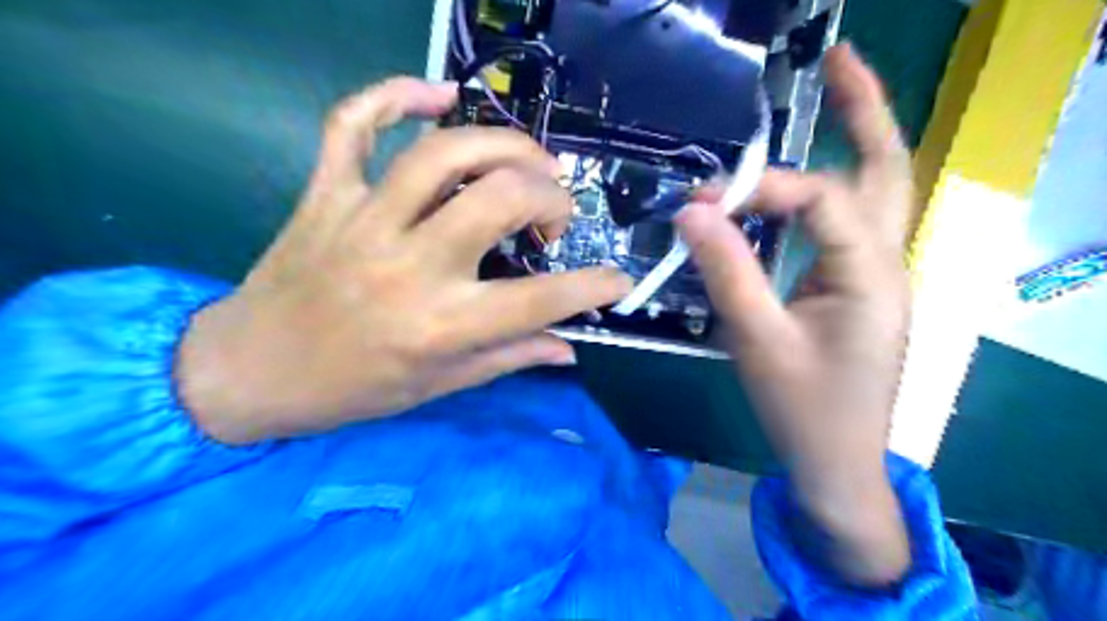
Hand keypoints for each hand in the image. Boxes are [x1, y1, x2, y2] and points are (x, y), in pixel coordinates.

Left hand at [180, 77, 631, 443]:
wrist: (250, 371)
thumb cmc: (351, 389)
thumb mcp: (439, 386)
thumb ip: (510, 358)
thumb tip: (568, 346)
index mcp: (441, 326)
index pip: (541, 300)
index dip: (594, 287)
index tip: (616, 281)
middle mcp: (409, 266)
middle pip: (500, 198)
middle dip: (550, 197)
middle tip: (555, 214)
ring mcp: (363, 221)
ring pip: (442, 152)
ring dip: (503, 144)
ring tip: (529, 161)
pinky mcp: (326, 195)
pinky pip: (353, 124)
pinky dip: (394, 95)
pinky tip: (437, 95)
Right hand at [680, 44, 911, 586]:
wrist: (837, 463)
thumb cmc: (802, 408)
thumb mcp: (757, 340)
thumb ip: (727, 271)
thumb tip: (692, 211)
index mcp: (871, 275)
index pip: (820, 200)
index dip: (762, 187)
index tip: (704, 199)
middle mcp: (888, 263)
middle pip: (888, 169)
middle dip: (865, 110)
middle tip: (839, 59)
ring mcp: (877, 276)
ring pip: (878, 192)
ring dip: (857, 141)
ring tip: (835, 93)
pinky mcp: (857, 289)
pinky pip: (849, 225)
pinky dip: (827, 192)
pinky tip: (804, 180)